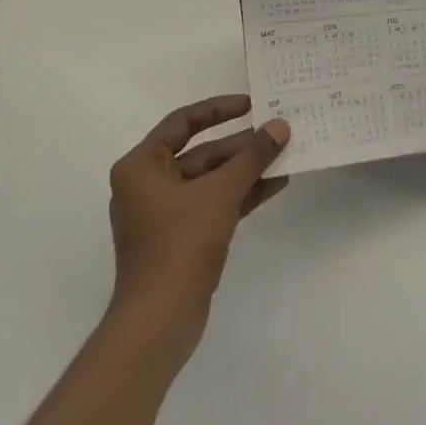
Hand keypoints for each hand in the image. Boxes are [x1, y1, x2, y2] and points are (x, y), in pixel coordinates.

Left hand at [107, 95, 289, 349]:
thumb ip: (251, 157)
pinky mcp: (181, 237)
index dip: (218, 109)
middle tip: (277, 131)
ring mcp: (164, 213)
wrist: (159, 321)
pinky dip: (240, 194)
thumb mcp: (220, 194)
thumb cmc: (180, 245)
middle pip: (200, 152)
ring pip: (210, 179)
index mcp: (141, 166)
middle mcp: (148, 184)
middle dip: (240, 144)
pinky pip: (213, 203)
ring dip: (245, 169)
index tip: (251, 103)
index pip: (182, 123)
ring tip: (284, 154)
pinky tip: (274, 184)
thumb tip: (279, 126)